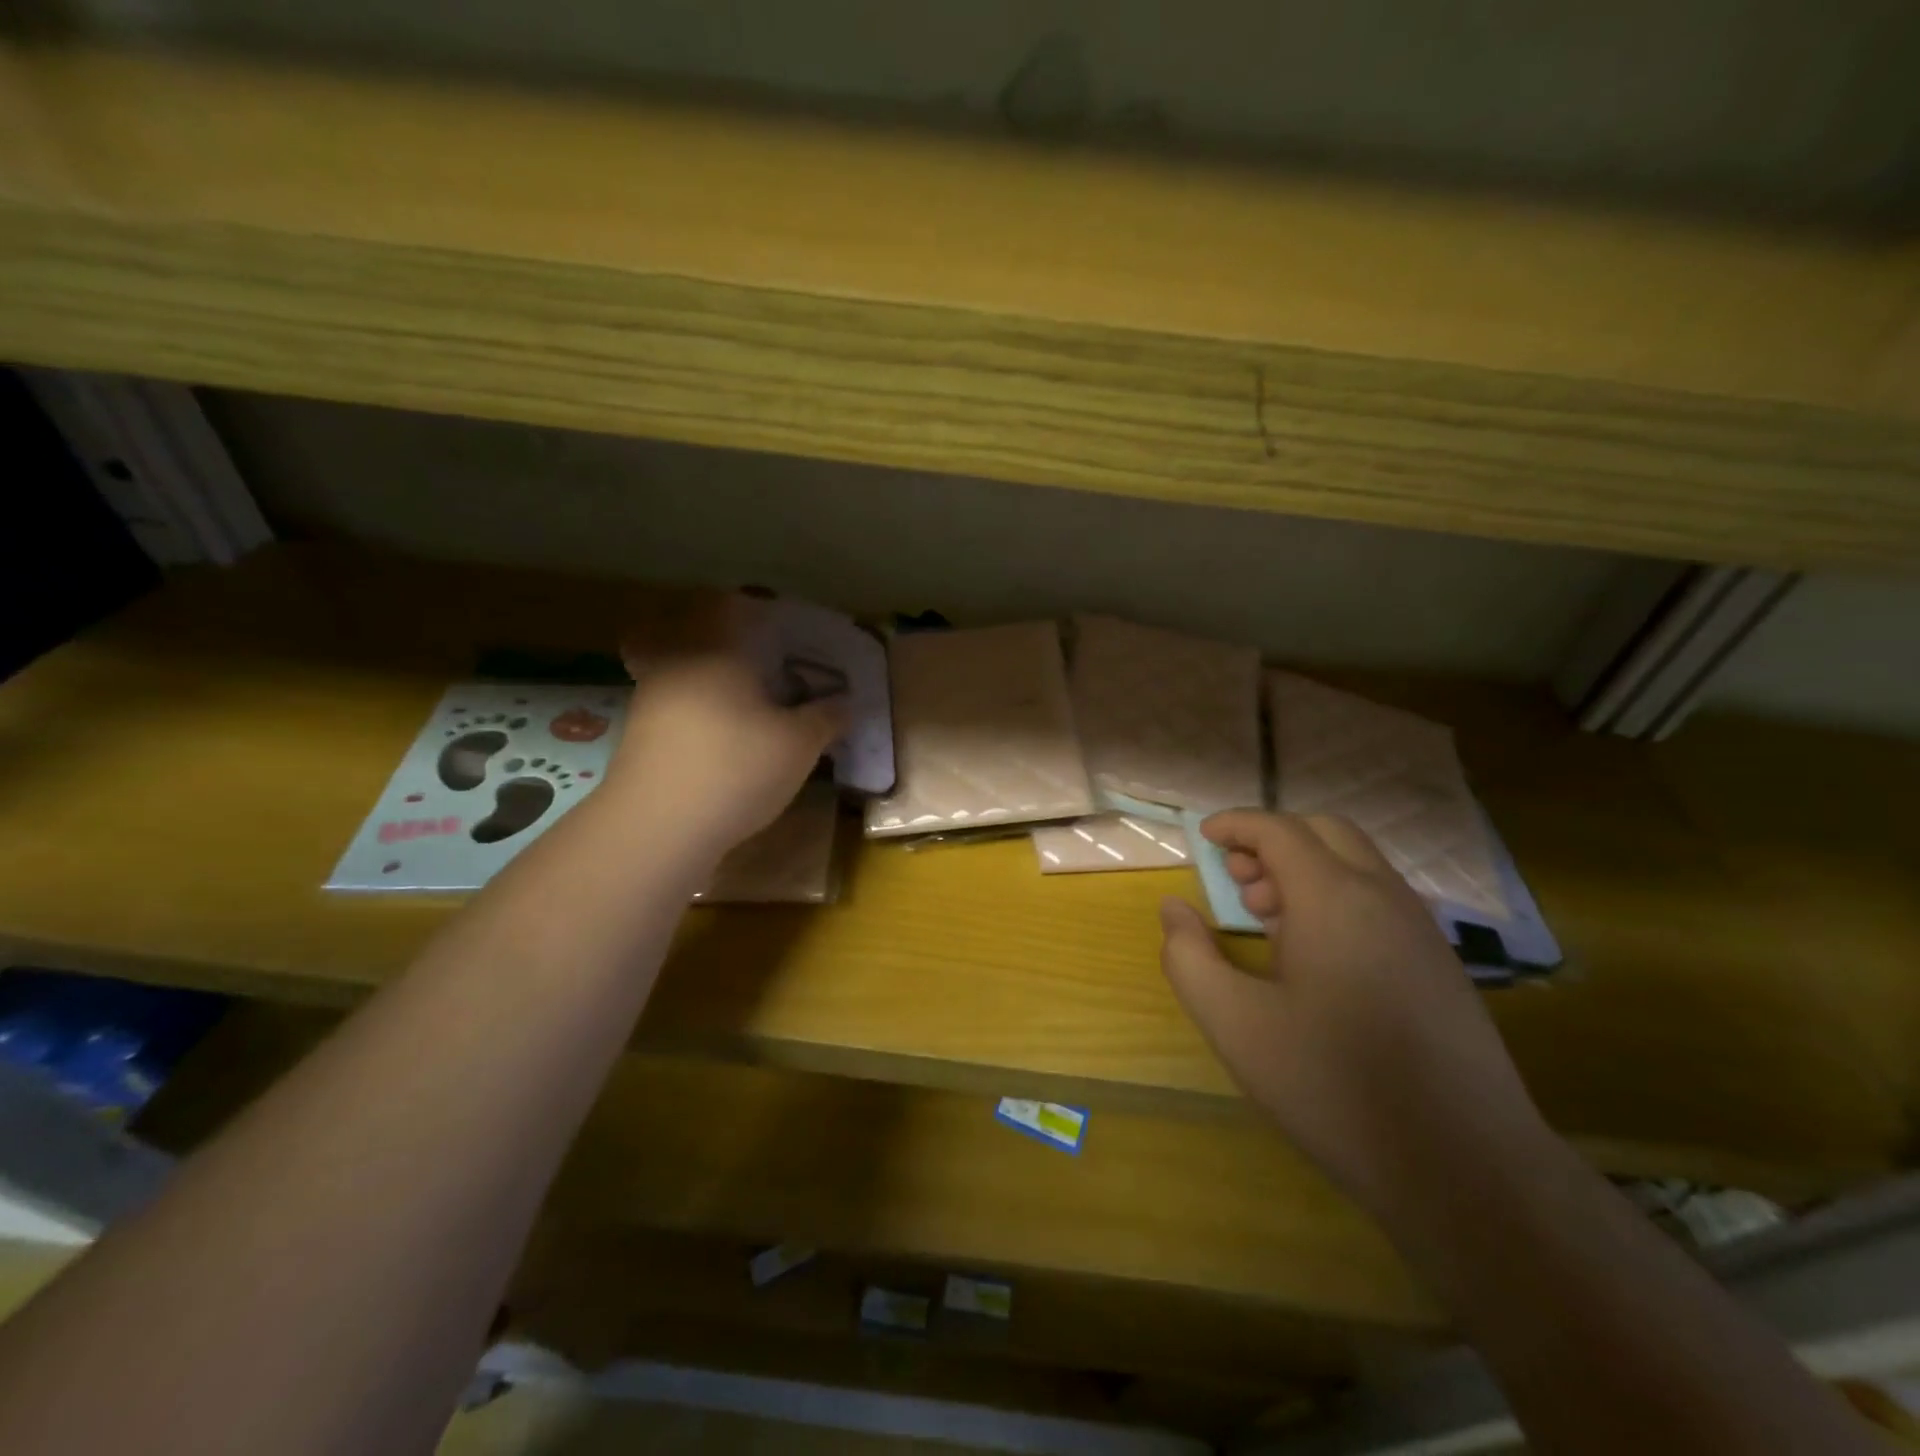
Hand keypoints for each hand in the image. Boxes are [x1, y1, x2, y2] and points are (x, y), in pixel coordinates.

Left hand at [610, 593, 843, 856]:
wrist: (657, 827)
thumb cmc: (736, 768)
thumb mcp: (799, 745)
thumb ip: (826, 717)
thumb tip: (845, 701)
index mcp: (718, 649)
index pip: (729, 604)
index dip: (753, 606)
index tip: (778, 624)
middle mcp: (678, 662)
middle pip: (698, 633)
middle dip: (729, 644)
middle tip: (763, 665)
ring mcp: (650, 698)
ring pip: (682, 669)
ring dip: (711, 680)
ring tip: (746, 707)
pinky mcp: (638, 734)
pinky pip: (672, 704)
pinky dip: (695, 712)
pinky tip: (719, 740)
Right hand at [1158, 810, 1549, 1215]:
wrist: (1465, 1167)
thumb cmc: (1334, 1086)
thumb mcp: (1234, 1023)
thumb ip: (1189, 957)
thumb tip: (1174, 908)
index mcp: (1335, 898)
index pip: (1280, 830)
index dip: (1237, 824)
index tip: (1205, 836)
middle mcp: (1384, 897)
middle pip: (1326, 833)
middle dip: (1273, 840)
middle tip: (1236, 878)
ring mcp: (1421, 930)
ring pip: (1357, 865)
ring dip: (1306, 869)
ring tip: (1265, 917)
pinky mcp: (1440, 964)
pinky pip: (1380, 900)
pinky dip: (1337, 897)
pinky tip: (1314, 956)